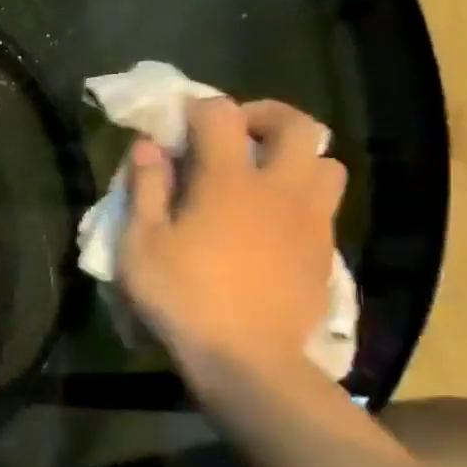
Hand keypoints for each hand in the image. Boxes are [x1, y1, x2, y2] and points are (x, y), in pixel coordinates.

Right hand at [118, 97, 345, 378]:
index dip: (198, 107)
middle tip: (235, 132)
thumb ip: (145, 188)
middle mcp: (278, 188)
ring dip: (296, 157)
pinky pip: (324, 204)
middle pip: (298, 124)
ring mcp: (309, 219)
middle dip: (265, 115)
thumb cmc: (183, 296)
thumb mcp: (141, 243)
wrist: (248, 359)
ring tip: (262, 176)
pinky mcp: (324, 251)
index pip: (221, 114)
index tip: (178, 121)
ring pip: (326, 163)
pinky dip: (301, 196)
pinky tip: (271, 222)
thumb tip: (146, 146)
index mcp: (228, 180)